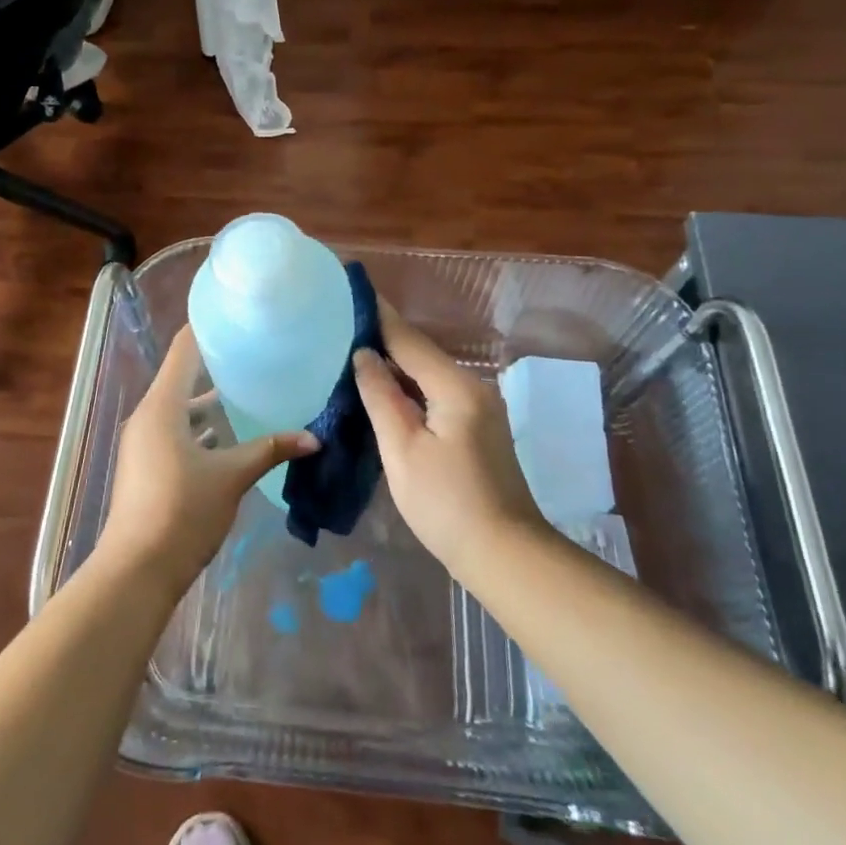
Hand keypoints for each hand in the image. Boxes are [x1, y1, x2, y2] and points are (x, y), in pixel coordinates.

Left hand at [98, 326, 316, 589]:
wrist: (137, 570)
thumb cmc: (182, 512)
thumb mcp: (231, 477)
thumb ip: (270, 450)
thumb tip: (313, 438)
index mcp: (163, 405)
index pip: (185, 349)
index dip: (211, 329)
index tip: (243, 318)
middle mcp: (149, 415)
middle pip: (184, 376)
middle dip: (220, 366)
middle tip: (260, 356)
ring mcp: (145, 441)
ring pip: (183, 408)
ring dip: (213, 402)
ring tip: (255, 391)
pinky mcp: (148, 464)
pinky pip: (178, 431)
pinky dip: (204, 428)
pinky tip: (235, 436)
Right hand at [353, 303, 543, 575]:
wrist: (505, 554)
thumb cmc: (446, 503)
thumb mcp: (402, 449)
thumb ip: (380, 396)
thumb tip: (364, 355)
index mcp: (455, 386)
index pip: (408, 339)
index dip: (378, 315)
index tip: (352, 289)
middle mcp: (473, 387)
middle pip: (421, 353)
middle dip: (384, 338)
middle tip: (341, 325)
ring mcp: (480, 409)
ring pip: (429, 375)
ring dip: (395, 364)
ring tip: (354, 352)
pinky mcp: (478, 429)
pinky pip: (437, 394)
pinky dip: (409, 388)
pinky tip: (385, 391)